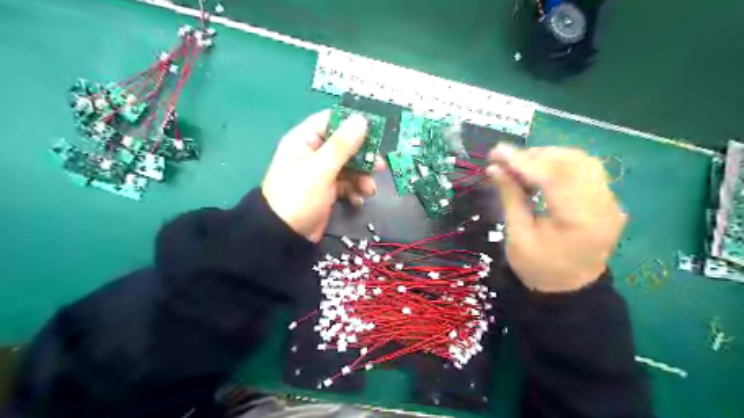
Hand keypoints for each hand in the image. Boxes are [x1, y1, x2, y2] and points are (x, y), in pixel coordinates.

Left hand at [262, 109, 382, 242]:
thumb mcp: (321, 169)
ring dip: (362, 177)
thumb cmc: (298, 196)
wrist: (285, 236)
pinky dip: (354, 191)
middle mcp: (313, 153)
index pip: (331, 121)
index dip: (353, 123)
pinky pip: (346, 184)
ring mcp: (321, 173)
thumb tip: (362, 119)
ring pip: (349, 167)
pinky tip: (358, 200)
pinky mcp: (327, 191)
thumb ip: (342, 145)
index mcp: (305, 140)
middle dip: (363, 156)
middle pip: (344, 146)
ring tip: (369, 189)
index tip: (376, 129)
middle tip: (380, 165)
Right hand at [492, 145, 623, 292]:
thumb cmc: (538, 268)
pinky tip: (541, 172)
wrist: (569, 289)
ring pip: (582, 162)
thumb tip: (494, 168)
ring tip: (522, 165)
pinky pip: (586, 171)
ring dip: (550, 157)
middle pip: (573, 162)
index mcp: (580, 220)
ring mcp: (610, 203)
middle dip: (537, 155)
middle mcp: (603, 206)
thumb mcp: (518, 235)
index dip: (522, 161)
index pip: (553, 177)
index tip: (496, 152)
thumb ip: (510, 197)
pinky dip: (561, 165)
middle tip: (508, 160)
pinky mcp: (607, 202)